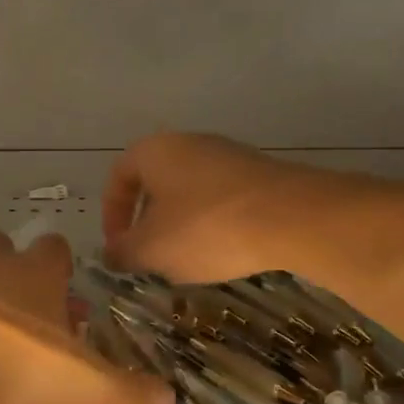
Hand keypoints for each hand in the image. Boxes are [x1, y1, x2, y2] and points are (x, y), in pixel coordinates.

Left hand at [0, 232, 170, 403]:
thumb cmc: (15, 365)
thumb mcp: (84, 387)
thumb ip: (128, 391)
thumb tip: (172, 398)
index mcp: (37, 272)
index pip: (57, 249)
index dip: (60, 268)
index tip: (60, 296)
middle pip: (3, 244)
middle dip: (8, 267)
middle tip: (11, 310)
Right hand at [103, 132, 305, 281]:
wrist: (292, 217)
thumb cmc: (205, 228)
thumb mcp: (152, 249)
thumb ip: (123, 252)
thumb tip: (111, 254)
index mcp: (154, 152)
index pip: (118, 178)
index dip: (111, 215)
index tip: (119, 247)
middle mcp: (189, 143)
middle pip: (155, 183)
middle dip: (148, 222)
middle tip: (150, 256)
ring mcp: (229, 155)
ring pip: (189, 192)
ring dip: (181, 225)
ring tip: (187, 260)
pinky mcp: (260, 174)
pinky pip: (222, 199)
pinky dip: (214, 224)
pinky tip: (225, 251)